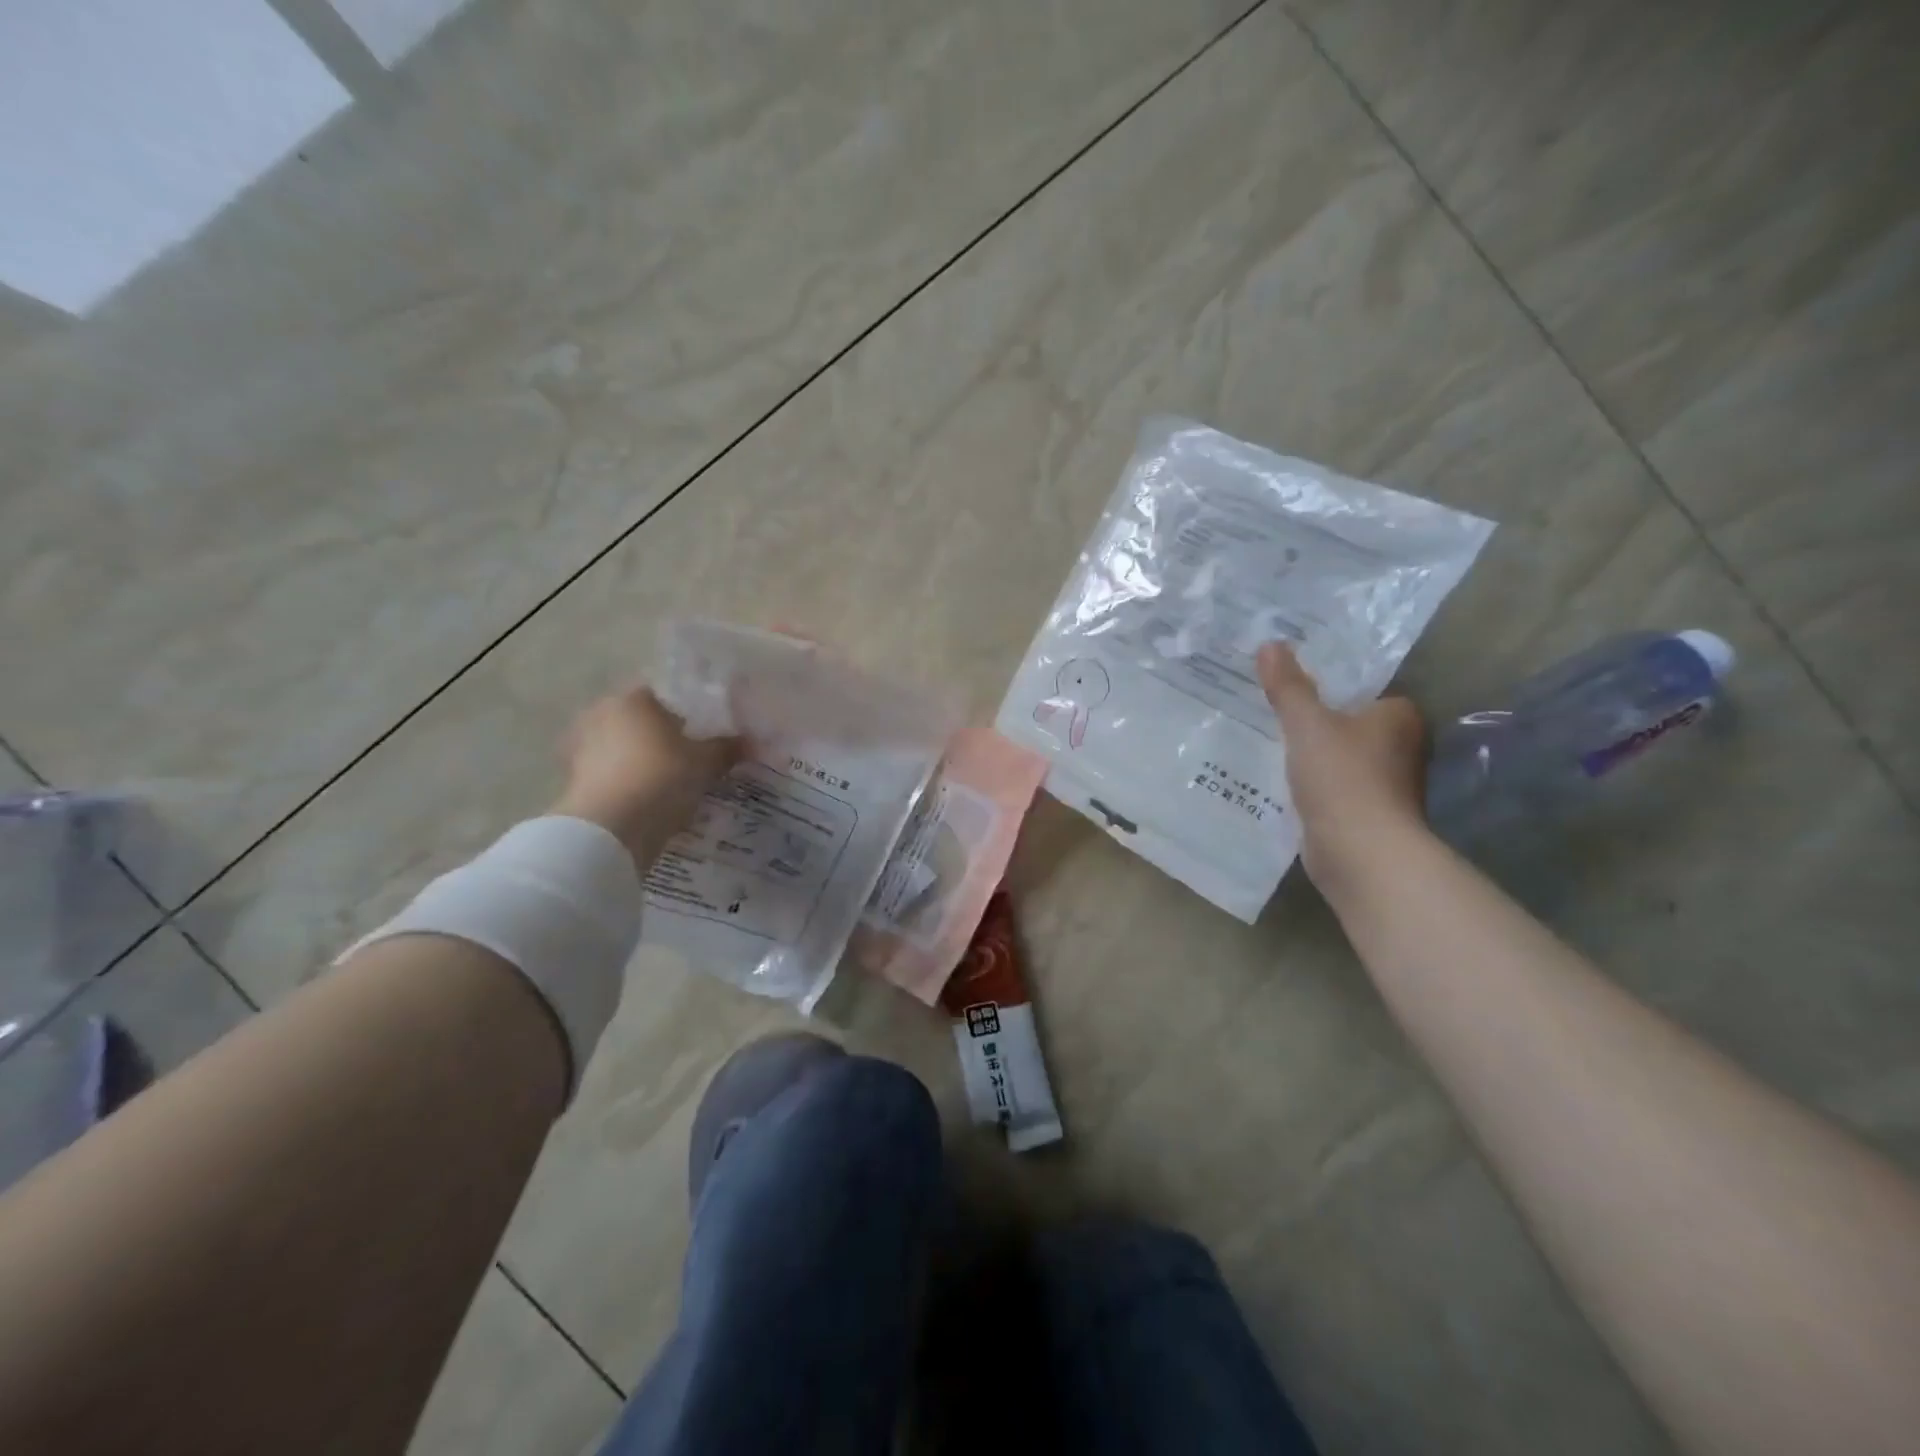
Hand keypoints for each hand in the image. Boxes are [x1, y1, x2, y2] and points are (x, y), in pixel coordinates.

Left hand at [552, 686, 739, 866]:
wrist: (609, 830)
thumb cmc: (661, 779)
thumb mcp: (705, 763)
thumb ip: (727, 748)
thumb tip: (753, 742)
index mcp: (633, 698)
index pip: (667, 696)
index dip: (691, 713)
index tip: (708, 734)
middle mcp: (601, 713)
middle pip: (643, 721)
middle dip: (665, 738)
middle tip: (693, 759)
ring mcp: (582, 746)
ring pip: (625, 748)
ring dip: (645, 761)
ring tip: (672, 783)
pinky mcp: (574, 779)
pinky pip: (612, 773)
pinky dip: (629, 782)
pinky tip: (650, 799)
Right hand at [1256, 642, 1428, 892]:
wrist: (1360, 852)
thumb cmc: (1342, 777)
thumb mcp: (1307, 724)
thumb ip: (1288, 686)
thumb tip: (1270, 644)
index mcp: (1399, 717)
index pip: (1367, 692)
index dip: (1334, 689)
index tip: (1295, 688)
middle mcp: (1402, 748)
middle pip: (1352, 726)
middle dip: (1319, 723)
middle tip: (1275, 711)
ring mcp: (1387, 785)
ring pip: (1342, 758)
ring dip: (1314, 757)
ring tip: (1269, 744)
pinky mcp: (1367, 815)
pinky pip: (1333, 788)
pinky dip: (1313, 786)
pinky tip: (1282, 782)